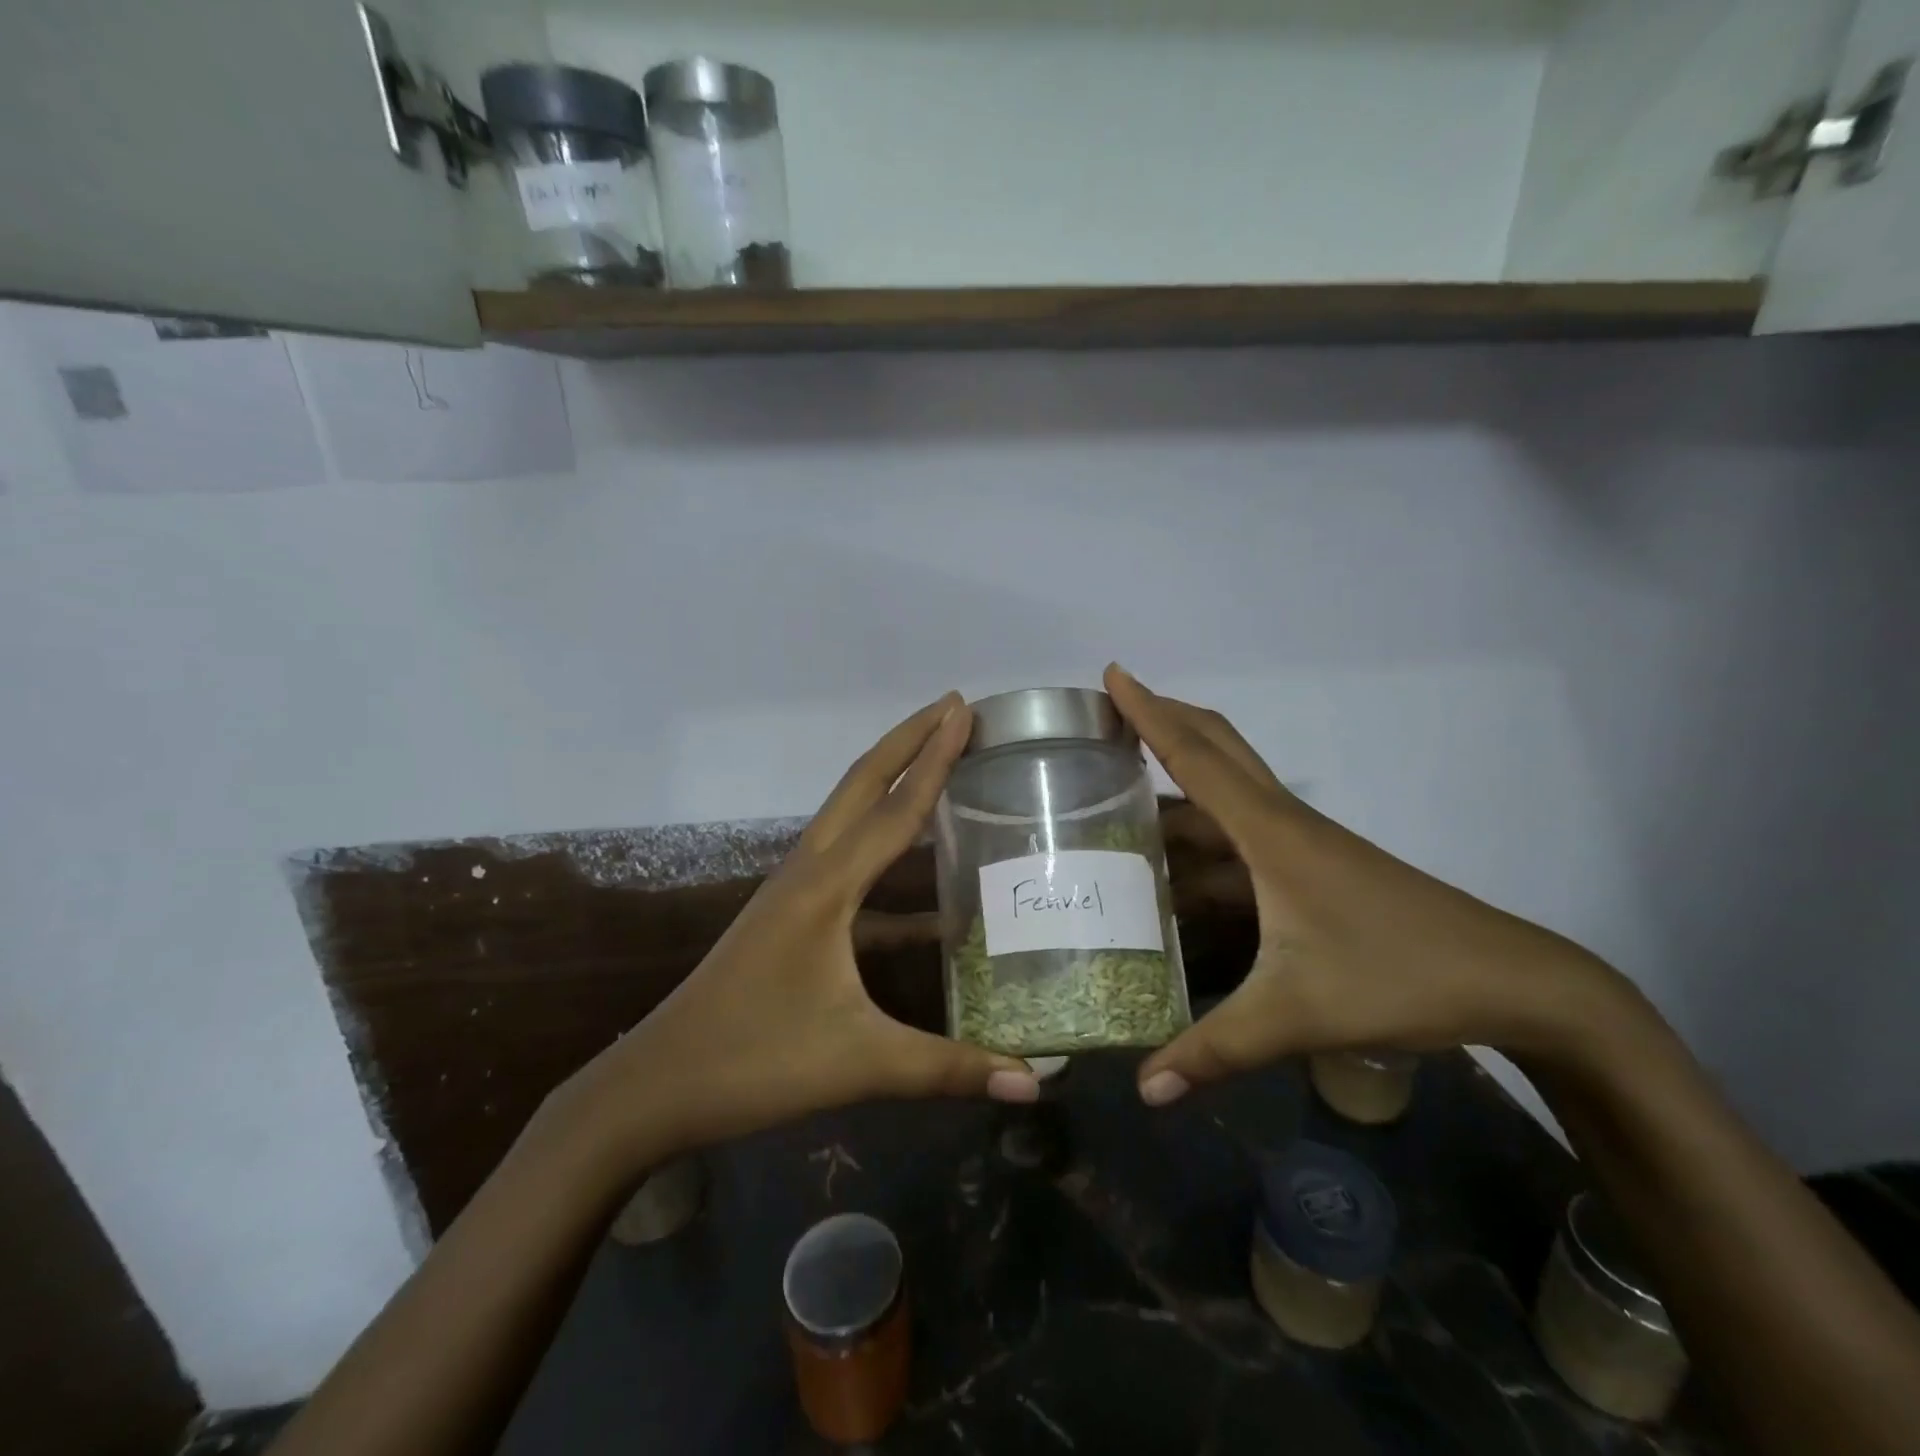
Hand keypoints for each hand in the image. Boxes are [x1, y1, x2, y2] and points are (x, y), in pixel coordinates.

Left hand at [552, 694, 1040, 1174]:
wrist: (656, 1085)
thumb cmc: (755, 1062)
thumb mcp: (860, 1063)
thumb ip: (949, 1068)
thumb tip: (1034, 1081)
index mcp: (826, 887)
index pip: (896, 809)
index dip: (935, 757)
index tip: (964, 709)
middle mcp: (809, 871)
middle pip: (862, 784)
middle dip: (908, 740)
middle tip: (954, 708)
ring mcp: (793, 889)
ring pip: (848, 815)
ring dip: (892, 782)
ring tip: (938, 762)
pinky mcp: (790, 914)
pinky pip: (845, 862)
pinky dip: (882, 852)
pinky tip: (924, 894)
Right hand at [1103, 665, 1631, 1106]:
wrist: (1512, 982)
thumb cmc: (1401, 977)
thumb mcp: (1297, 1015)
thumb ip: (1215, 1049)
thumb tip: (1144, 1090)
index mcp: (1272, 835)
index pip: (1198, 757)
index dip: (1151, 713)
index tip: (1114, 674)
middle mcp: (1282, 824)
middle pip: (1218, 749)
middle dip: (1165, 719)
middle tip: (1112, 706)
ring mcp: (1300, 845)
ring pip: (1229, 793)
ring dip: (1179, 781)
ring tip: (1119, 792)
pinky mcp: (1312, 869)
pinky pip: (1241, 833)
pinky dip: (1203, 833)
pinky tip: (1176, 866)